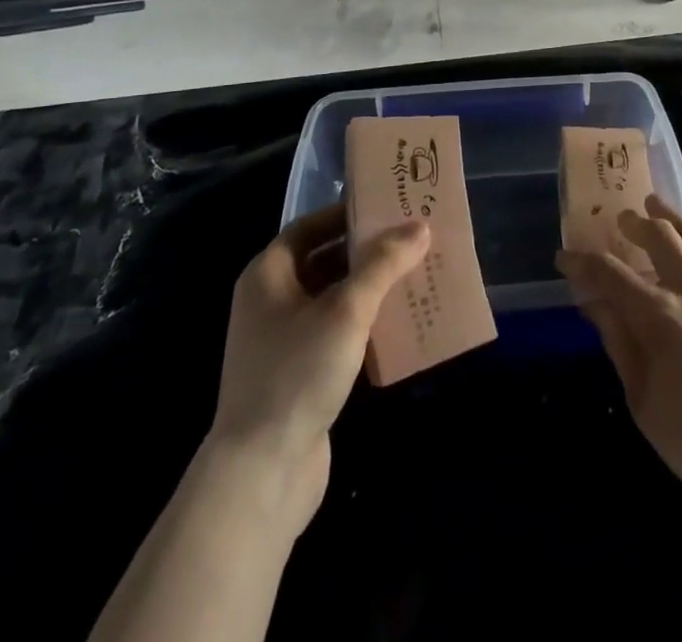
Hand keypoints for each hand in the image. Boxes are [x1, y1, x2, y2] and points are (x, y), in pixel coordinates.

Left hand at [207, 203, 429, 529]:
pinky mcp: (299, 375)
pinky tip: (400, 327)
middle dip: (366, 252)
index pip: (309, 227)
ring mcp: (283, 342)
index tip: (387, 208)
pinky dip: (365, 325)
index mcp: (268, 275)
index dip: (345, 214)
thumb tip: (419, 226)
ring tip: (415, 277)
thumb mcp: (346, 310)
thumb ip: (383, 264)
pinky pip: (337, 334)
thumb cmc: (298, 373)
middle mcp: (270, 302)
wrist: (261, 474)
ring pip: (333, 300)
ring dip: (370, 290)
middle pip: (323, 261)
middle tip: (411, 240)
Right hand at [557, 194, 681, 523]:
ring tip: (655, 205)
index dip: (584, 263)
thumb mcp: (644, 402)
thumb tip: (594, 303)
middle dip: (633, 224)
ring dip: (671, 217)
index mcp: (660, 317)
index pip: (612, 275)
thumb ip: (619, 343)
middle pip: (659, 239)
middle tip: (620, 220)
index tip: (565, 257)